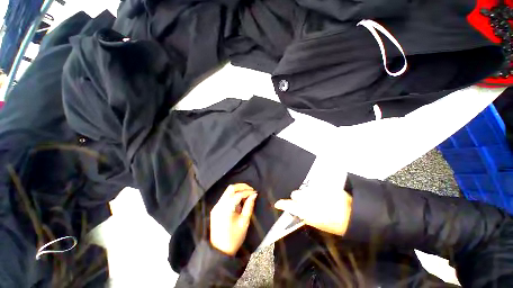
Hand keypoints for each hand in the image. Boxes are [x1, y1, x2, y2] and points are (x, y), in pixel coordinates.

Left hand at [210, 184, 257, 255]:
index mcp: (226, 209)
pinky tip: (240, 199)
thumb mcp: (244, 222)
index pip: (238, 194)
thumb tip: (254, 195)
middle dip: (242, 186)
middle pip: (231, 188)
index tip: (255, 192)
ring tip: (247, 194)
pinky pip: (225, 197)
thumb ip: (249, 206)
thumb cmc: (234, 238)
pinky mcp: (216, 208)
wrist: (219, 251)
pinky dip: (233, 195)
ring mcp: (216, 206)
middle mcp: (219, 205)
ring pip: (227, 191)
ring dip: (238, 190)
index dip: (247, 192)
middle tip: (251, 189)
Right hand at [274, 187, 351, 235]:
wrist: (355, 214)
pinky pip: (313, 186)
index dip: (283, 204)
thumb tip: (299, 212)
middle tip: (302, 201)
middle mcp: (310, 200)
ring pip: (304, 189)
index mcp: (309, 213)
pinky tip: (319, 193)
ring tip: (313, 197)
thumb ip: (307, 217)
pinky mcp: (323, 186)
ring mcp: (317, 191)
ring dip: (305, 193)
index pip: (290, 206)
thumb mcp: (320, 225)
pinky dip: (314, 189)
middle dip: (297, 197)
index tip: (277, 204)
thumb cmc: (337, 225)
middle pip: (296, 194)